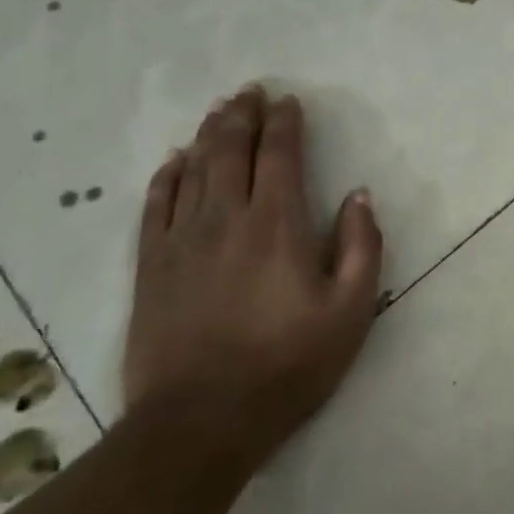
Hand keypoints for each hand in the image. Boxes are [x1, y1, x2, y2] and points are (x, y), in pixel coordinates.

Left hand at [125, 85, 383, 457]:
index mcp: (278, 224)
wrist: (201, 422)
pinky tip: (174, 160)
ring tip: (220, 110)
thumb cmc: (289, 364)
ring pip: (194, 169)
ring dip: (209, 134)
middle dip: (244, 116)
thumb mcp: (352, 311)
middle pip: (232, 151)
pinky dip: (167, 176)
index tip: (289, 101)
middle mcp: (227, 218)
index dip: (285, 123)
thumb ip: (361, 246)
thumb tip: (359, 196)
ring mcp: (182, 240)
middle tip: (250, 91)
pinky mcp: (151, 266)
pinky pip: (156, 205)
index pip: (280, 155)